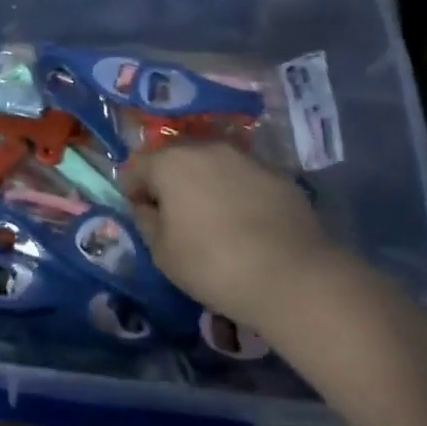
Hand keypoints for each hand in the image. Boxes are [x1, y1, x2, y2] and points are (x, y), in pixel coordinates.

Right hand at [121, 141, 330, 320]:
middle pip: (174, 157)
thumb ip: (146, 220)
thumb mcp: (162, 253)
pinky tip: (245, 222)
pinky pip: (243, 178)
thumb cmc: (213, 264)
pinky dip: (236, 192)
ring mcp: (246, 158)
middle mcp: (206, 148)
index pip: (136, 167)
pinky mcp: (278, 175)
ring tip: (211, 217)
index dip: (132, 191)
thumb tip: (147, 206)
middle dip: (168, 180)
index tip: (141, 215)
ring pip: (211, 164)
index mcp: (170, 162)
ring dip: (204, 183)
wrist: (294, 277)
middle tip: (173, 215)